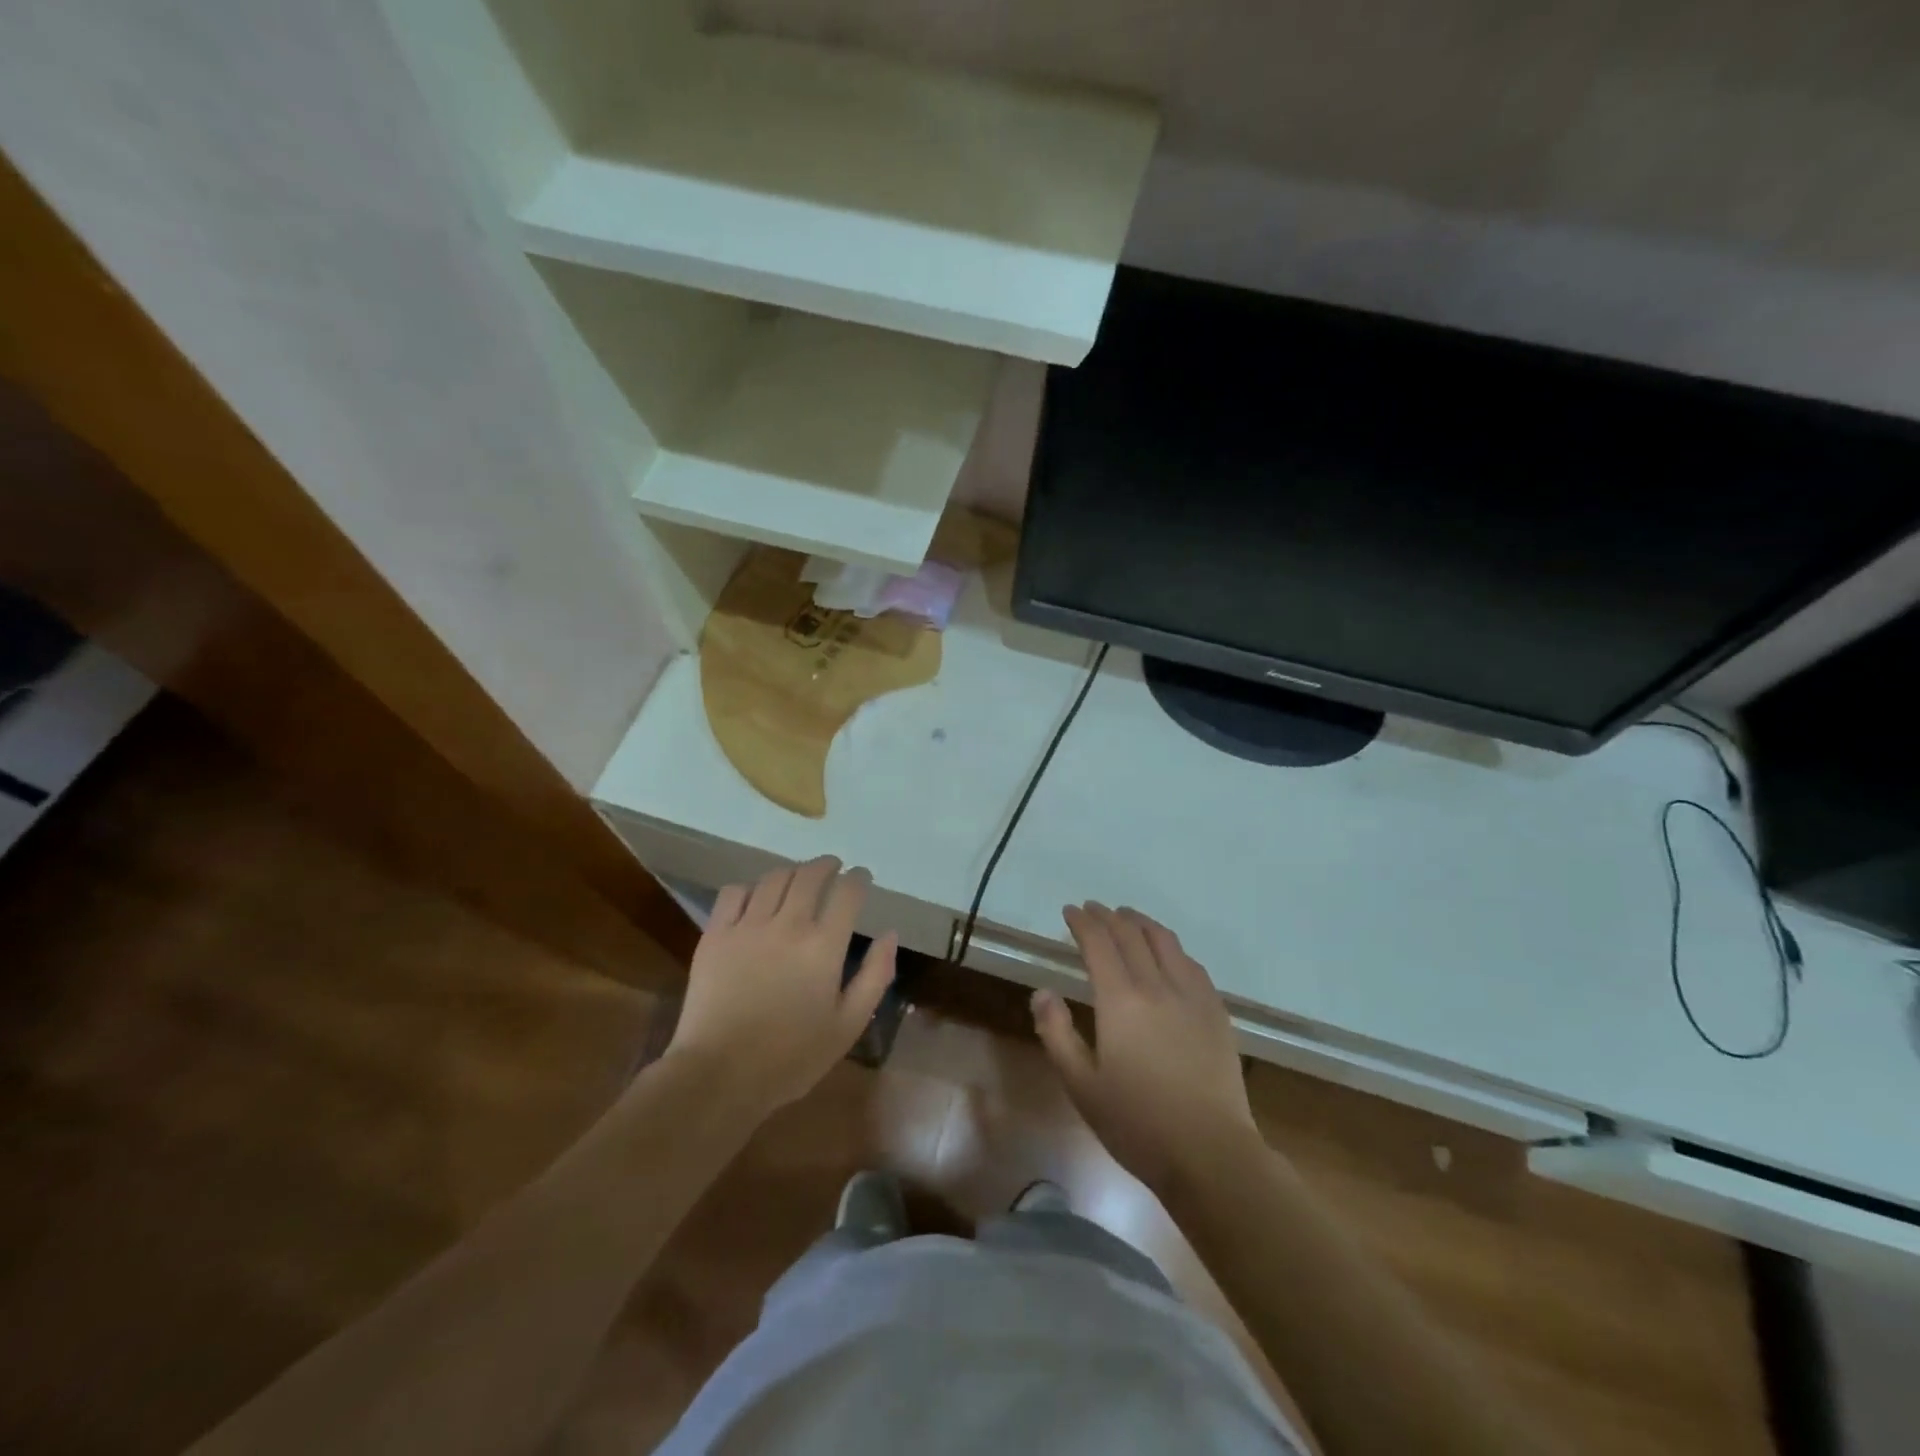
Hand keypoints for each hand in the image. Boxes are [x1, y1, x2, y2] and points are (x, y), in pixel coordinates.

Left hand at [665, 857, 896, 1116]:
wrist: (719, 1075)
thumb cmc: (792, 1057)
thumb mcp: (848, 1025)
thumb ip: (875, 976)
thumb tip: (890, 935)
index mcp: (824, 946)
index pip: (847, 892)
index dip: (859, 878)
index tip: (862, 877)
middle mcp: (788, 925)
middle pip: (810, 875)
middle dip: (827, 865)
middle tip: (833, 868)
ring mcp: (747, 926)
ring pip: (773, 878)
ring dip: (792, 872)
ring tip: (798, 879)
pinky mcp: (716, 935)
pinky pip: (733, 893)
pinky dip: (750, 887)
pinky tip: (756, 897)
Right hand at [1032, 903, 1259, 1195]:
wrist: (1211, 1153)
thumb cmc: (1137, 1123)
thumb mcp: (1081, 1085)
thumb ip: (1056, 1033)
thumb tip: (1042, 992)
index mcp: (1120, 1000)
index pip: (1099, 944)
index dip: (1083, 922)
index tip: (1071, 911)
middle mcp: (1157, 986)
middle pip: (1131, 935)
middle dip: (1109, 916)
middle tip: (1094, 909)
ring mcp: (1192, 996)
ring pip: (1166, 942)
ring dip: (1142, 923)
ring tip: (1129, 917)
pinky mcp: (1216, 1012)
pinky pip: (1192, 964)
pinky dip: (1172, 947)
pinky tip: (1169, 953)